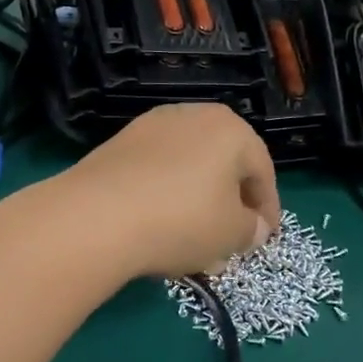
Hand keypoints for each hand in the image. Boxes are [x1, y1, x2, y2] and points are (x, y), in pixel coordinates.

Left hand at [45, 104, 280, 282]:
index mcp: (229, 128)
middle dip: (228, 206)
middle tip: (229, 243)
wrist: (96, 215)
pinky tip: (159, 230)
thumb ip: (251, 229)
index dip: (267, 209)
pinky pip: (155, 173)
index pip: (262, 170)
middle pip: (222, 166)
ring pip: (186, 170)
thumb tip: (254, 227)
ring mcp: (149, 128)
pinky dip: (164, 198)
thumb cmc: (182, 220)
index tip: (264, 238)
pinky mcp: (116, 146)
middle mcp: (190, 116)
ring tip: (193, 245)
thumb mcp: (231, 234)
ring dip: (196, 205)